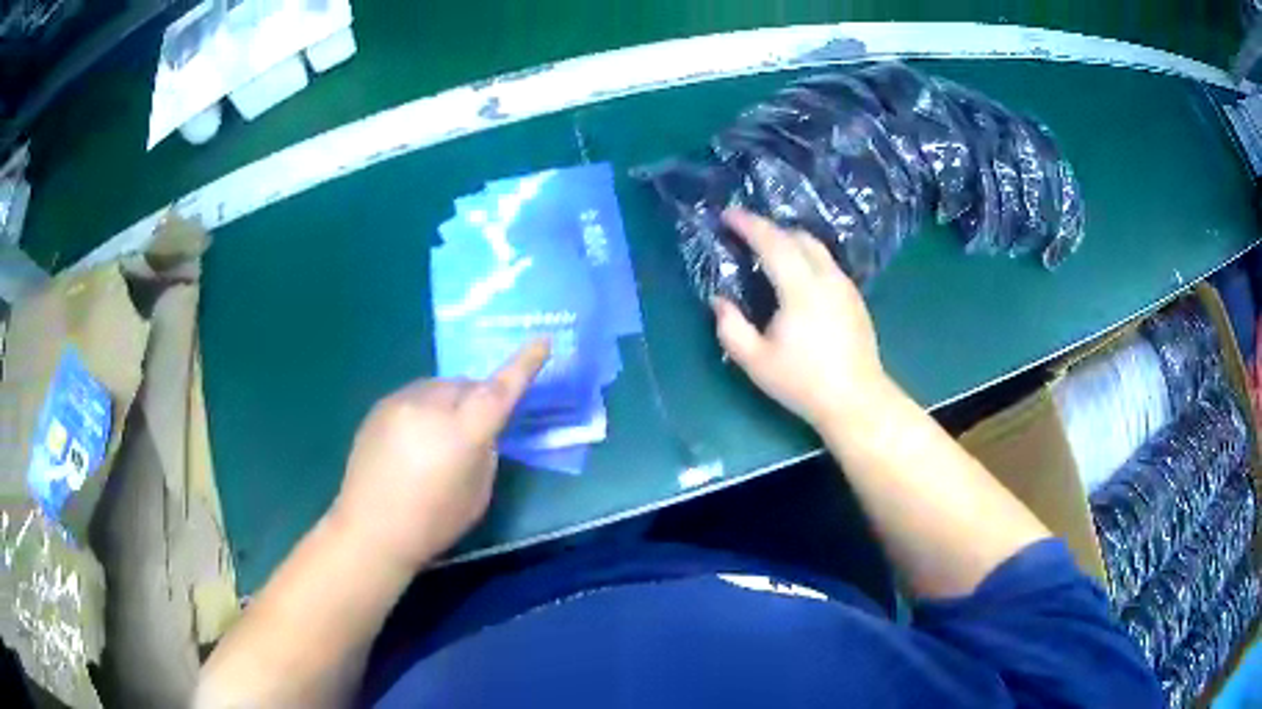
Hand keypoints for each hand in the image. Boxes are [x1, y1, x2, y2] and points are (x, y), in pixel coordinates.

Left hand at [331, 339, 549, 572]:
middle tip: (474, 428)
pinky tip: (412, 441)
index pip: (499, 391)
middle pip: (466, 385)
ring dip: (449, 403)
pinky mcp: (379, 407)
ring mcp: (400, 402)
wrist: (370, 530)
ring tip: (437, 438)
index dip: (523, 365)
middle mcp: (430, 406)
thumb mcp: (477, 495)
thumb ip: (486, 454)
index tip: (542, 341)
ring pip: (439, 388)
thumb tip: (481, 432)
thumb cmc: (432, 523)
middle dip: (476, 398)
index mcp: (462, 433)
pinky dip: (424, 410)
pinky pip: (415, 397)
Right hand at [713, 208, 889, 427]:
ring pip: (817, 248)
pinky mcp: (855, 298)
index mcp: (801, 288)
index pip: (773, 242)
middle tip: (744, 233)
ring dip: (790, 241)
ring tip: (768, 252)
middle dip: (769, 228)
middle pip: (798, 237)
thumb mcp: (755, 362)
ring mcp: (845, 286)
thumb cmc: (803, 383)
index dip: (748, 224)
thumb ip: (730, 328)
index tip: (727, 215)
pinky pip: (827, 264)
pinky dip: (806, 257)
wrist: (856, 400)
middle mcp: (827, 277)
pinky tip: (796, 277)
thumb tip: (719, 300)